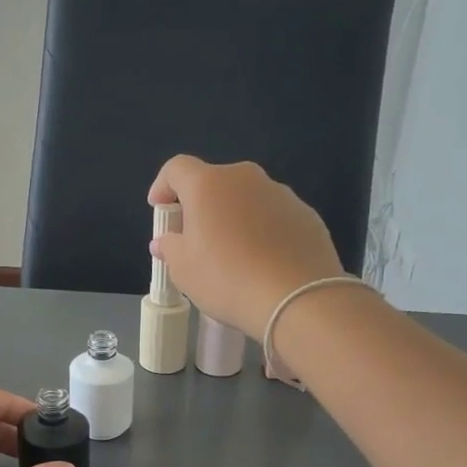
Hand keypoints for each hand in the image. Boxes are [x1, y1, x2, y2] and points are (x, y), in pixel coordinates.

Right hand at [148, 156, 345, 337]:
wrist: (298, 299)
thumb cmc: (227, 280)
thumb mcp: (184, 270)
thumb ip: (170, 247)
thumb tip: (167, 240)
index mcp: (208, 184)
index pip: (176, 168)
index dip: (163, 186)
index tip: (159, 210)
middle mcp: (245, 178)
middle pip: (214, 182)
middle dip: (201, 205)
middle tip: (196, 239)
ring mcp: (281, 193)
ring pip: (246, 199)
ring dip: (234, 218)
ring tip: (234, 255)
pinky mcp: (306, 214)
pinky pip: (273, 216)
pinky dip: (262, 231)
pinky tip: (264, 262)